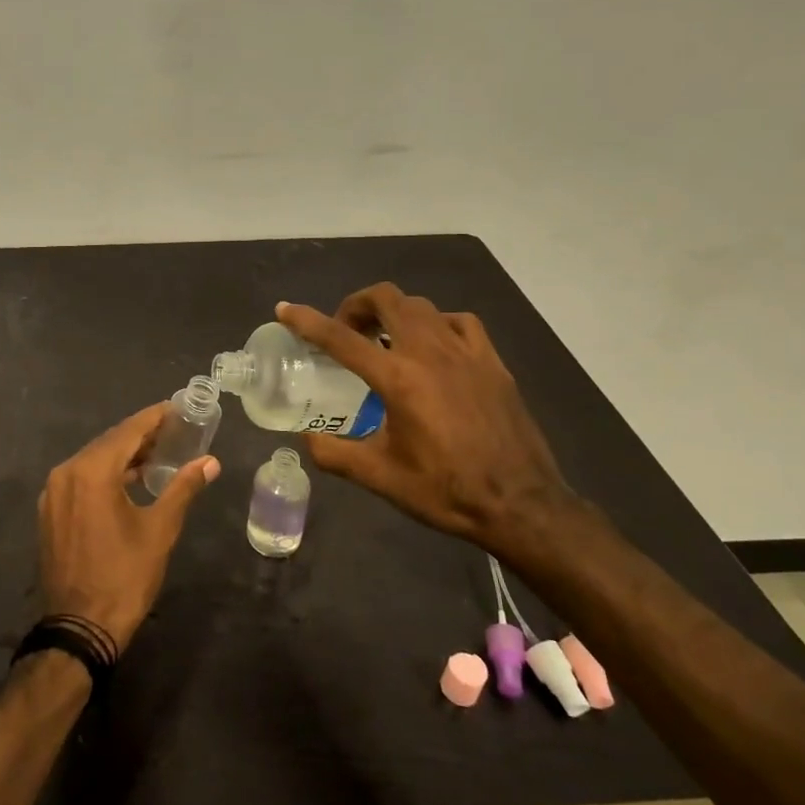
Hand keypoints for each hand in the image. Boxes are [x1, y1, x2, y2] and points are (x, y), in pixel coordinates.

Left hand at [37, 404, 219, 651]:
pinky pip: (81, 479)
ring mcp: (54, 492)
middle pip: (109, 442)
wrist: (79, 627)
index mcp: (91, 471)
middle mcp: (66, 472)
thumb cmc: (124, 577)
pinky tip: (129, 480)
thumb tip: (210, 462)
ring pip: (93, 460)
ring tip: (157, 453)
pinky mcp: (51, 511)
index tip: (177, 408)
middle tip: (173, 430)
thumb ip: (183, 488)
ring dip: (123, 455)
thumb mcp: (159, 530)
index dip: (154, 418)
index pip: (128, 431)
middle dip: (141, 435)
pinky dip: (105, 474)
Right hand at [277, 286, 574, 554]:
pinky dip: (436, 324)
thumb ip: (334, 454)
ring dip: (394, 313)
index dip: (307, 320)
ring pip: (421, 306)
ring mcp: (465, 353)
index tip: (284, 309)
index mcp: (397, 379)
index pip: (341, 338)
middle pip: (387, 299)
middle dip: (357, 304)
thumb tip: (305, 440)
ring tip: (385, 338)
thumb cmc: (445, 491)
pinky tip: (433, 345)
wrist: (520, 504)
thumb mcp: (379, 477)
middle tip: (346, 329)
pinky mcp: (492, 362)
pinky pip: (459, 322)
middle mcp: (429, 353)